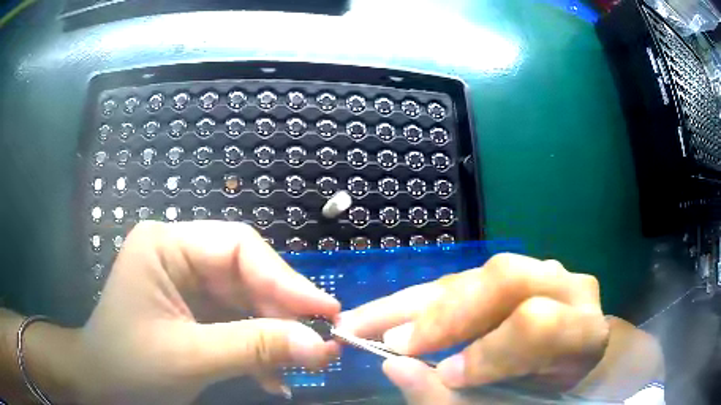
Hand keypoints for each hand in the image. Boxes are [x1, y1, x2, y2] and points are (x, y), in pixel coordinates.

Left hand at [69, 221, 339, 403]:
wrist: (103, 386)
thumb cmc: (130, 366)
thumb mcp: (190, 357)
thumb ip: (255, 348)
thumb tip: (321, 346)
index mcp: (166, 244)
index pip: (238, 248)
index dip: (285, 279)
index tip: (325, 312)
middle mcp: (180, 255)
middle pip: (247, 274)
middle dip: (283, 313)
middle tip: (321, 344)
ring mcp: (188, 284)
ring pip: (248, 302)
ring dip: (274, 336)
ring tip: (302, 365)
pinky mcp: (196, 311)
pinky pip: (238, 322)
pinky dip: (258, 350)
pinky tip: (272, 376)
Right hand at [338, 253, 609, 400]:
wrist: (572, 361)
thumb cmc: (547, 393)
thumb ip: (458, 400)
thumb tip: (396, 368)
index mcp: (583, 331)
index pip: (536, 326)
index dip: (486, 351)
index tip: (444, 375)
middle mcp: (567, 288)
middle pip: (505, 279)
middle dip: (443, 313)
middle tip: (389, 340)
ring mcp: (541, 272)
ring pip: (477, 274)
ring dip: (418, 302)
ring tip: (366, 320)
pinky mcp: (512, 272)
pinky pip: (467, 279)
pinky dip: (424, 299)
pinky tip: (392, 312)